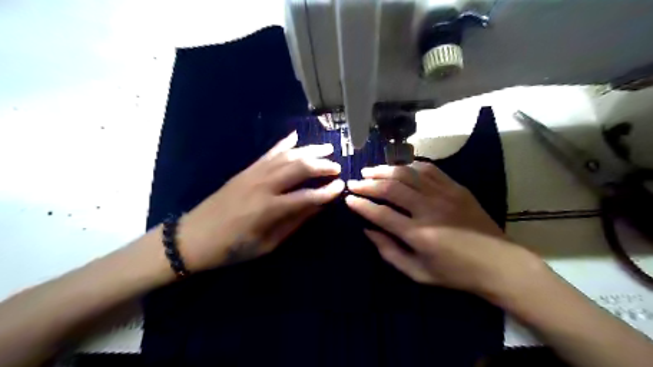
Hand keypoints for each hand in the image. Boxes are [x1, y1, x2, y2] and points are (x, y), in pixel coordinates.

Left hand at [176, 130, 343, 270]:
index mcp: (269, 209)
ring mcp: (253, 174)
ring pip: (287, 156)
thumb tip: (317, 207)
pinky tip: (296, 136)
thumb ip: (294, 222)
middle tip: (337, 167)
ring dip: (309, 151)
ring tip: (327, 148)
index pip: (307, 196)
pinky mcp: (246, 170)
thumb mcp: (267, 243)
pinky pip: (269, 153)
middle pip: (299, 168)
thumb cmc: (232, 248)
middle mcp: (263, 185)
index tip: (341, 187)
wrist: (193, 237)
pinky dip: (284, 143)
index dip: (327, 192)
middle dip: (322, 165)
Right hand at [343, 164, 538, 298]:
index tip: (348, 199)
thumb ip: (389, 252)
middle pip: (391, 189)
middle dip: (368, 184)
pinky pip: (428, 169)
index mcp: (418, 234)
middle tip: (354, 182)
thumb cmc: (455, 273)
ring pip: (407, 174)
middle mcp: (429, 210)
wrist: (499, 263)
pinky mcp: (456, 187)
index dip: (361, 205)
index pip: (381, 214)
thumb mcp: (418, 273)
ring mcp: (444, 195)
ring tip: (370, 171)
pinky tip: (399, 168)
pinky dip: (410, 166)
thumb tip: (368, 231)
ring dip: (385, 171)